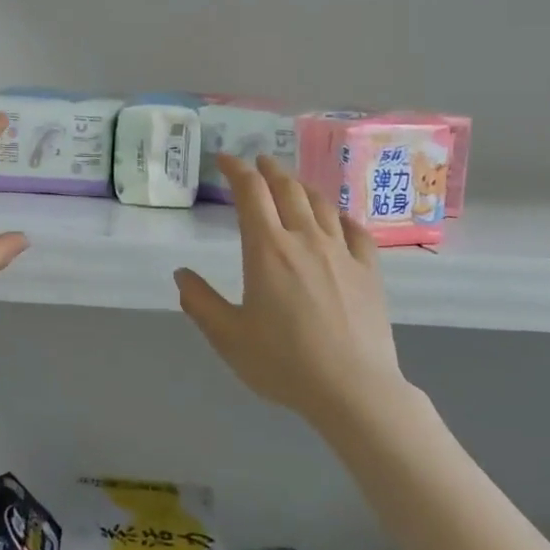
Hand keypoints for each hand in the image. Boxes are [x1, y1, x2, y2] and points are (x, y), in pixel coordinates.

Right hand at [175, 154, 404, 418]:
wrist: (353, 390)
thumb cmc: (283, 363)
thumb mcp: (228, 337)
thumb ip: (200, 302)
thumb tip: (181, 274)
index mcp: (266, 250)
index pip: (250, 193)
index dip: (237, 170)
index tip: (225, 159)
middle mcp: (304, 239)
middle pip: (287, 189)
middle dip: (269, 170)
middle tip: (258, 162)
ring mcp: (341, 253)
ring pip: (320, 204)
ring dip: (301, 186)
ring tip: (292, 183)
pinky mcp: (368, 271)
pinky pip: (355, 230)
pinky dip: (340, 215)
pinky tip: (336, 218)